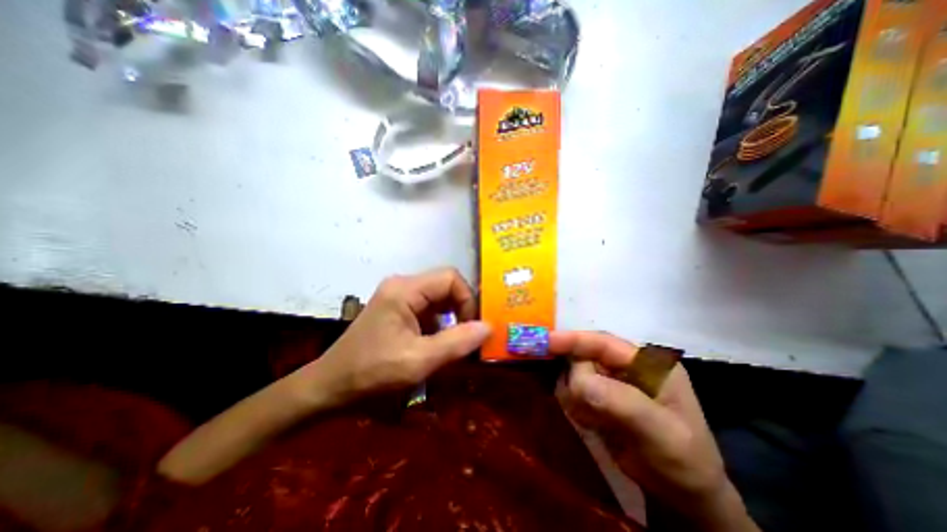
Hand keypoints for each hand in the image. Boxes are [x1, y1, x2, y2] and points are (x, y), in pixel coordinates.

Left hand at [300, 269, 495, 408]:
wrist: (329, 388)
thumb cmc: (371, 373)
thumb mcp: (418, 361)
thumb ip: (457, 342)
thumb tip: (489, 326)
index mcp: (405, 290)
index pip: (450, 278)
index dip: (467, 300)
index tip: (472, 328)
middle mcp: (402, 286)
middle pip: (445, 286)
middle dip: (461, 310)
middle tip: (468, 338)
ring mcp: (398, 297)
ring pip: (439, 299)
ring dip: (452, 319)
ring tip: (455, 344)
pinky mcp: (397, 309)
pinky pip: (429, 309)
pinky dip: (440, 325)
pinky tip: (438, 345)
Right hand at [553, 330, 758, 528]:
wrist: (682, 497)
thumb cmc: (683, 461)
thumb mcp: (661, 432)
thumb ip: (621, 402)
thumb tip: (578, 381)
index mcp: (646, 361)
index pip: (603, 342)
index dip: (573, 339)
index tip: (545, 341)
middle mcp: (625, 366)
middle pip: (583, 357)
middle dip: (576, 379)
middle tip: (583, 409)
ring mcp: (610, 381)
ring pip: (574, 375)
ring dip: (576, 398)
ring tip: (596, 422)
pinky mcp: (599, 397)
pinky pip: (573, 393)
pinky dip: (577, 408)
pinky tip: (594, 425)